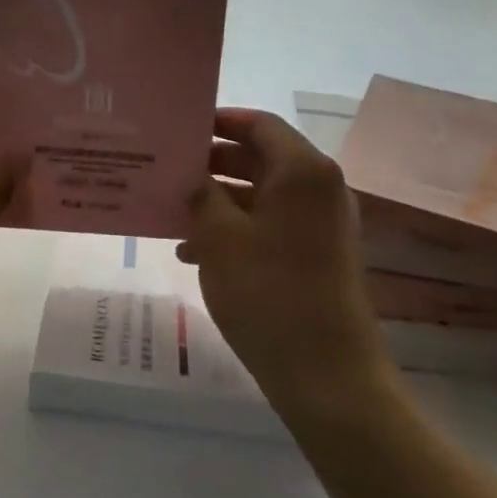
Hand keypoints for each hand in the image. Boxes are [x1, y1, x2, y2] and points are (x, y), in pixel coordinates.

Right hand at [178, 109, 386, 403]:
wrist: (327, 375)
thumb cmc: (269, 294)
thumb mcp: (220, 239)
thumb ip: (201, 195)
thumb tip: (192, 177)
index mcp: (303, 172)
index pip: (260, 124)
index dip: (221, 121)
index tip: (182, 129)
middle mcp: (320, 189)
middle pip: (261, 157)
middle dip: (213, 163)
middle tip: (169, 169)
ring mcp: (322, 224)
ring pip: (263, 194)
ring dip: (219, 199)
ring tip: (172, 213)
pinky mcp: (318, 255)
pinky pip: (271, 224)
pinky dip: (236, 228)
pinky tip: (193, 251)